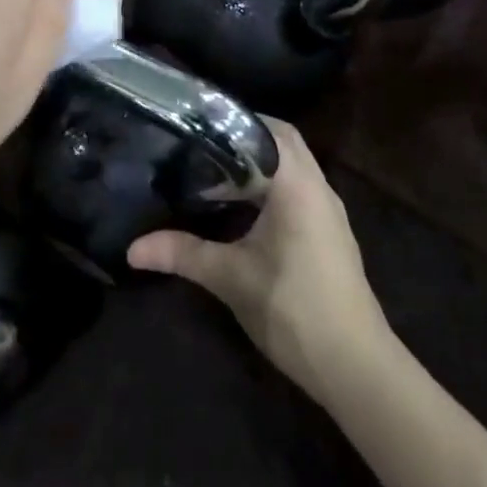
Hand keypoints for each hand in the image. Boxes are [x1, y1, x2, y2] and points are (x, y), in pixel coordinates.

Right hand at [127, 120, 391, 395]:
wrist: (353, 365)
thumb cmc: (292, 308)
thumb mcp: (230, 277)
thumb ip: (182, 254)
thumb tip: (132, 248)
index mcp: (298, 186)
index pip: (271, 131)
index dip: (236, 121)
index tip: (198, 122)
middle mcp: (318, 189)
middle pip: (283, 145)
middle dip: (244, 141)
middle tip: (199, 144)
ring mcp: (328, 213)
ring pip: (292, 170)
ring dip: (258, 166)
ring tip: (212, 170)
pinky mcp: (328, 235)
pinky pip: (298, 192)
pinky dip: (270, 188)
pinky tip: (240, 208)